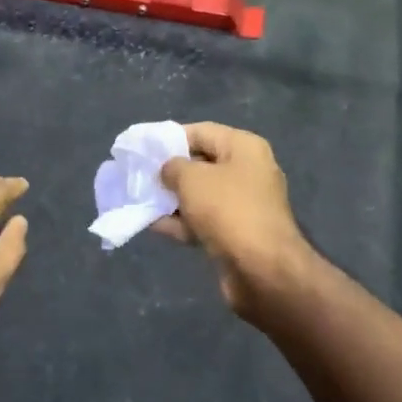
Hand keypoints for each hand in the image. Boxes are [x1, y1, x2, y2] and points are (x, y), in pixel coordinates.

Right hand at [155, 123, 310, 313]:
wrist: (262, 269)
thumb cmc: (227, 210)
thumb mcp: (191, 179)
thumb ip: (172, 167)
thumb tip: (168, 170)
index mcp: (244, 148)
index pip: (201, 132)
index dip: (170, 138)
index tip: (143, 148)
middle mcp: (248, 171)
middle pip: (201, 164)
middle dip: (170, 171)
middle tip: (139, 176)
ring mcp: (244, 205)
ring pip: (201, 195)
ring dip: (172, 198)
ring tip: (140, 200)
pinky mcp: (237, 234)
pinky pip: (204, 220)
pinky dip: (181, 221)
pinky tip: (153, 224)